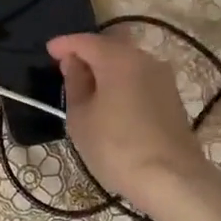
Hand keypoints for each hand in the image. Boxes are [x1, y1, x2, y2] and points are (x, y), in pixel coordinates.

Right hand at [47, 31, 213, 218]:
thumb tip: (73, 63)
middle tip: (66, 69)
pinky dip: (121, 82)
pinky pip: (139, 78)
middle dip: (87, 54)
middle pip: (110, 47)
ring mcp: (163, 78)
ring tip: (87, 88)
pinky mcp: (172, 97)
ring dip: (106, 69)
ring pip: (127, 63)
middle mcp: (144, 60)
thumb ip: (74, 84)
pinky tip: (110, 101)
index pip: (86, 41)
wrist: (171, 179)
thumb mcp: (81, 118)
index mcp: (119, 60)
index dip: (64, 44)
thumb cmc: (116, 148)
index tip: (48, 51)